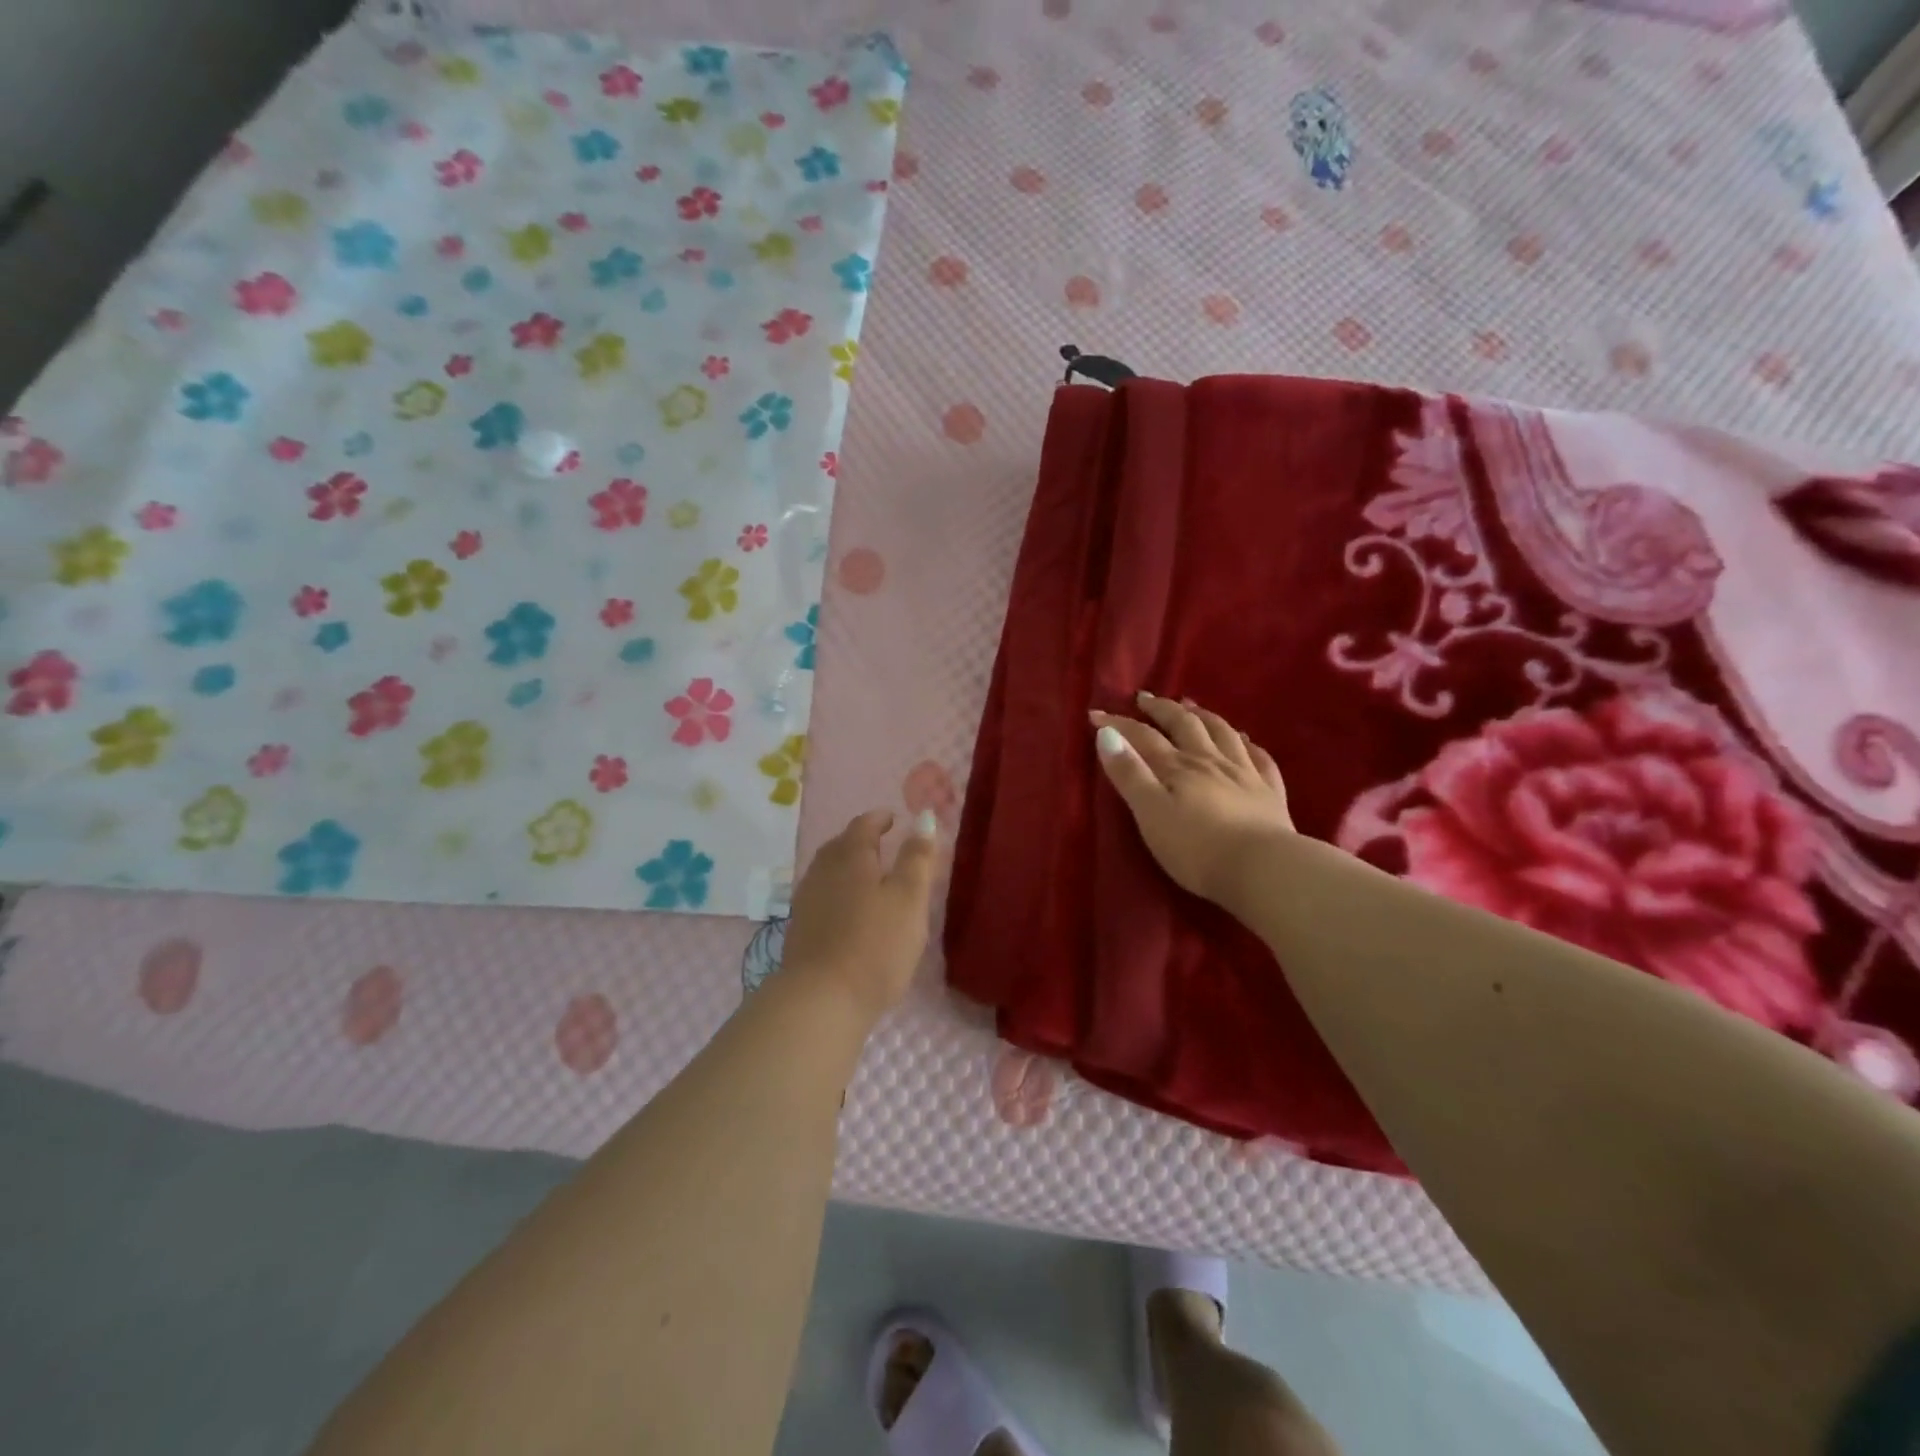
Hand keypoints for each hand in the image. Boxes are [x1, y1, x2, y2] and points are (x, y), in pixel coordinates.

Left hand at [781, 809, 939, 1021]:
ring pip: (828, 871)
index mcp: (850, 856)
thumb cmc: (875, 943)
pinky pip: (822, 896)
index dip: (879, 819)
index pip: (863, 825)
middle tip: (881, 844)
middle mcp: (823, 871)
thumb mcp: (909, 897)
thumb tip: (923, 816)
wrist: (821, 999)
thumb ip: (917, 857)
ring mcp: (807, 901)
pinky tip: (849, 910)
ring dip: (847, 866)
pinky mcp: (800, 930)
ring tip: (868, 877)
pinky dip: (838, 892)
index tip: (893, 819)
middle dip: (860, 840)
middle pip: (841, 846)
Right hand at [1092, 693, 1294, 908]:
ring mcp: (1245, 774)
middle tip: (1146, 698)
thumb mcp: (1151, 813)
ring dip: (1204, 716)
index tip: (1096, 714)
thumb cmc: (1197, 848)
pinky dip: (1249, 744)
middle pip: (1185, 725)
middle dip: (1162, 709)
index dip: (1118, 723)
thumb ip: (1129, 774)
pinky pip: (1260, 759)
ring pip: (1223, 733)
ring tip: (1191, 707)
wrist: (1264, 870)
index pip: (1143, 736)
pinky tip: (1246, 741)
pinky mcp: (1270, 793)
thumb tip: (1105, 734)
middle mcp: (1211, 761)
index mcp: (1178, 767)